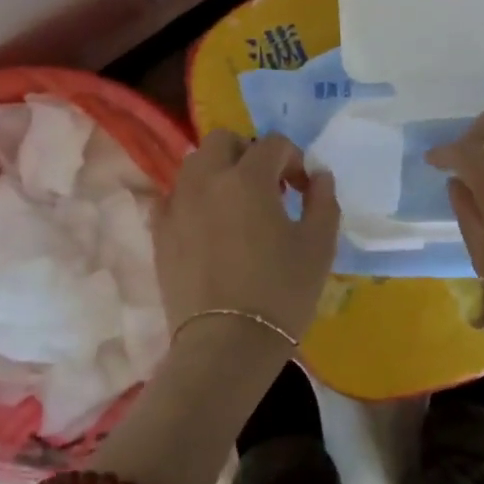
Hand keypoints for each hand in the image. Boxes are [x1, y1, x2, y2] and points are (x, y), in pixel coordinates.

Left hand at [155, 130, 340, 343]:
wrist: (226, 344)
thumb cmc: (281, 292)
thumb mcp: (319, 246)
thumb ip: (323, 201)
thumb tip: (319, 176)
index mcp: (248, 178)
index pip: (272, 144)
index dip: (293, 159)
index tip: (303, 188)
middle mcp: (207, 180)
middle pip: (223, 140)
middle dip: (248, 152)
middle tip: (267, 185)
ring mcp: (177, 204)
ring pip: (194, 165)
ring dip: (219, 172)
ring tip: (237, 205)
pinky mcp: (159, 232)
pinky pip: (174, 197)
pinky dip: (193, 199)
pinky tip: (208, 226)